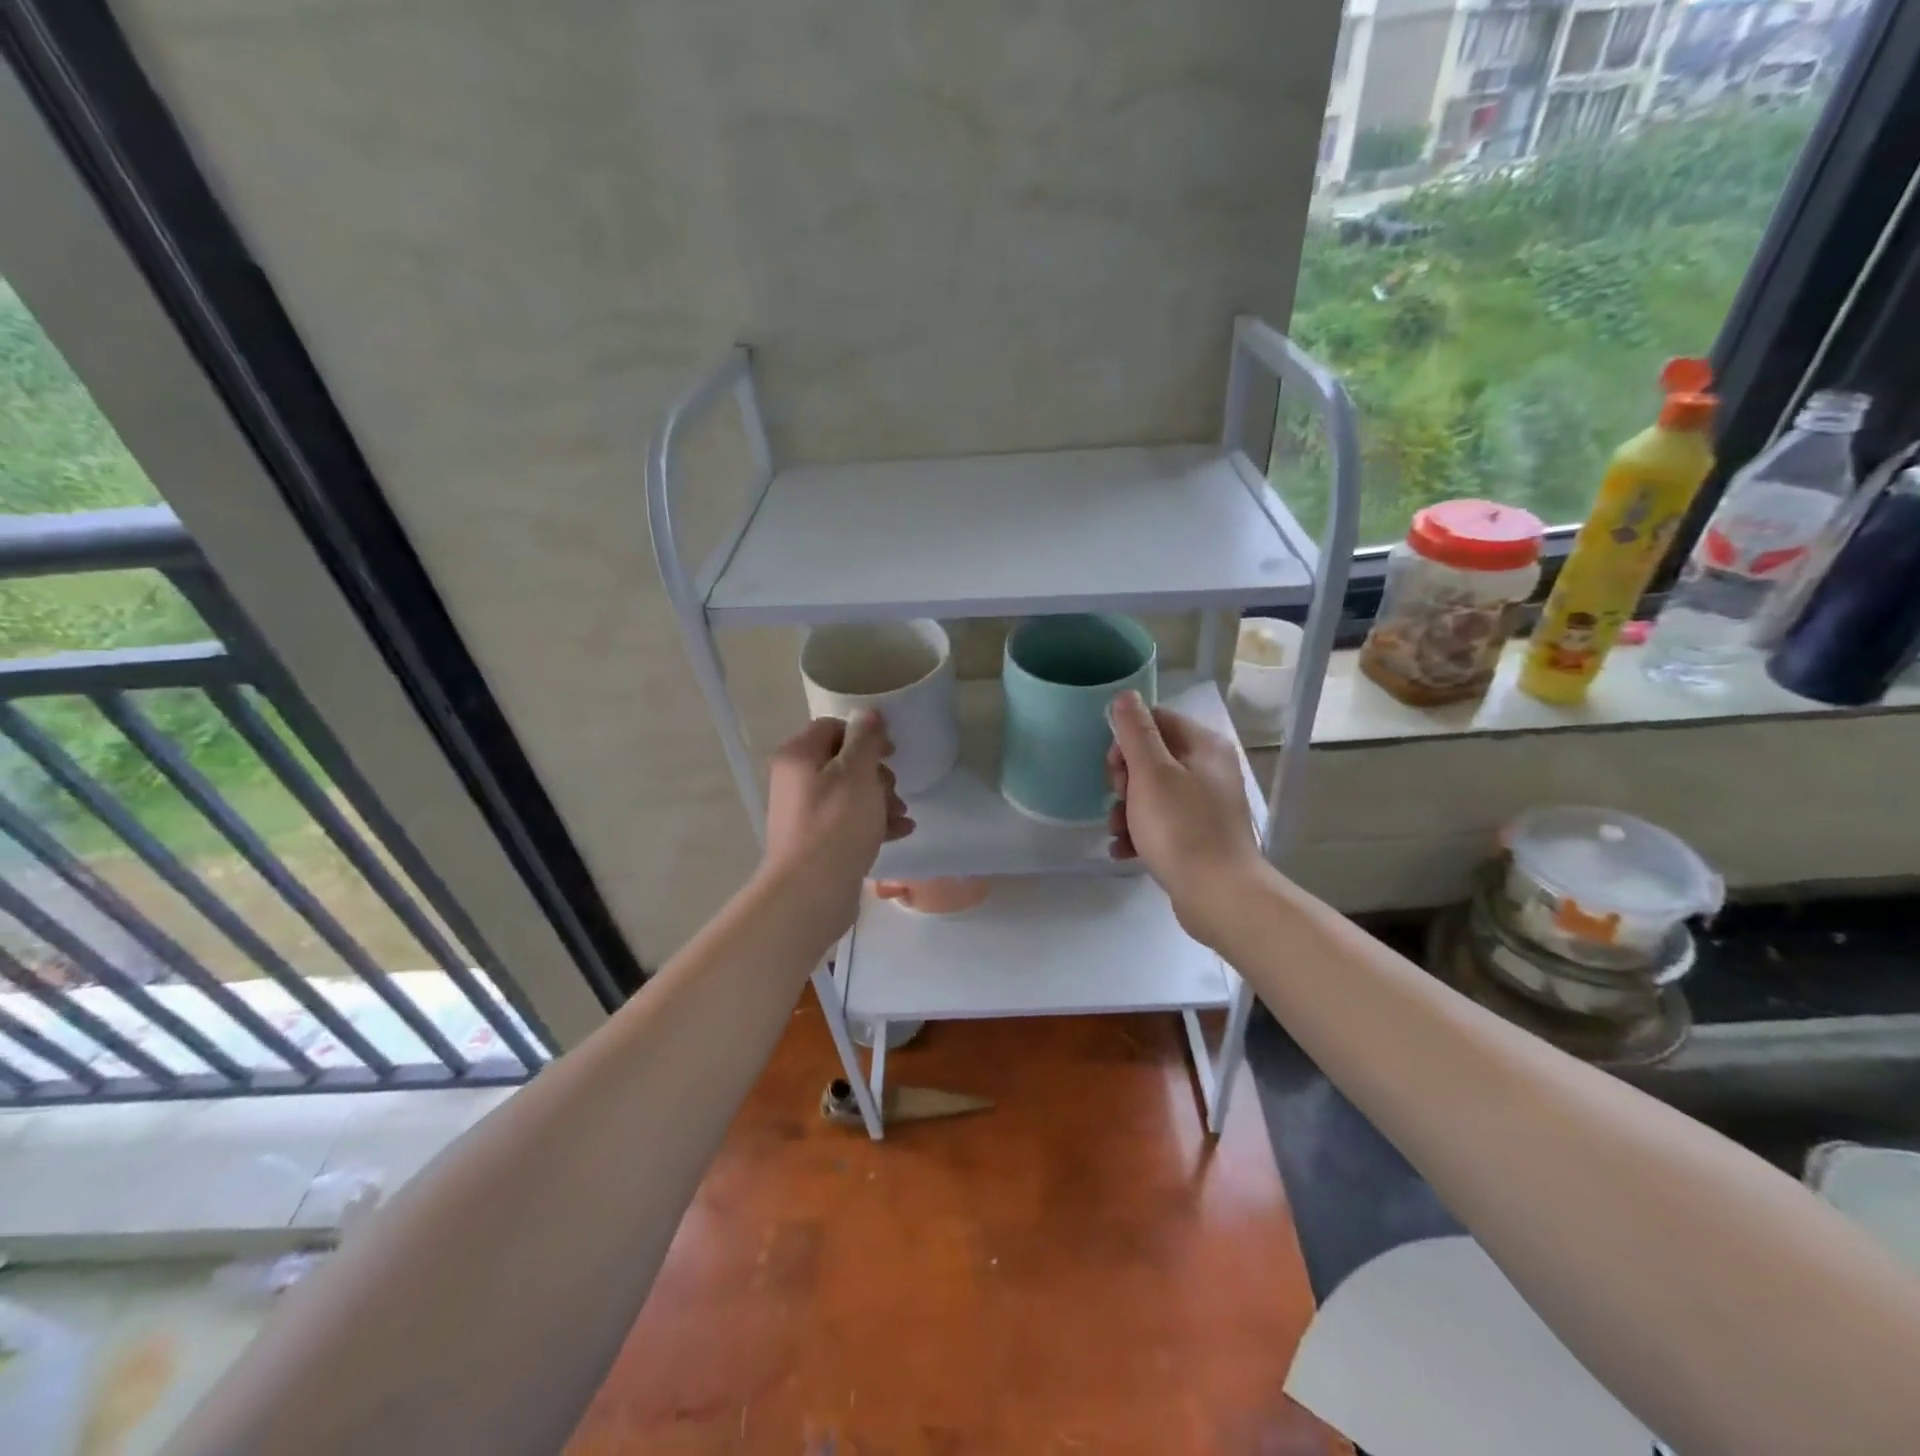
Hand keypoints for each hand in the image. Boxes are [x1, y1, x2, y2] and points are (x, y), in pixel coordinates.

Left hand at [762, 711, 913, 928]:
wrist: (812, 891)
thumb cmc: (837, 823)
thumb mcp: (857, 772)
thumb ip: (865, 739)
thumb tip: (868, 714)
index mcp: (799, 756)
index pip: (832, 727)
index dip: (864, 734)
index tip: (890, 751)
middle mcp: (796, 780)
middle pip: (843, 762)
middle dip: (877, 774)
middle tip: (894, 789)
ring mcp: (805, 813)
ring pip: (850, 793)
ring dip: (881, 799)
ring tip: (902, 815)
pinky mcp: (818, 841)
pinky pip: (849, 821)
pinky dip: (873, 822)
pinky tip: (900, 832)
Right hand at [1106, 692, 1266, 943]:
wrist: (1219, 896)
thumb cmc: (1180, 828)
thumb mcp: (1151, 773)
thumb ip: (1135, 732)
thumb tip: (1125, 695)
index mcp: (1203, 746)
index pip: (1155, 720)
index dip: (1126, 741)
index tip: (1114, 769)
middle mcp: (1209, 769)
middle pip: (1152, 757)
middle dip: (1124, 780)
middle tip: (1120, 801)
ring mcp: (1206, 804)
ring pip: (1152, 793)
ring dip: (1126, 810)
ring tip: (1117, 832)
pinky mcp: (1199, 835)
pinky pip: (1161, 823)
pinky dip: (1140, 833)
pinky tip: (1124, 851)